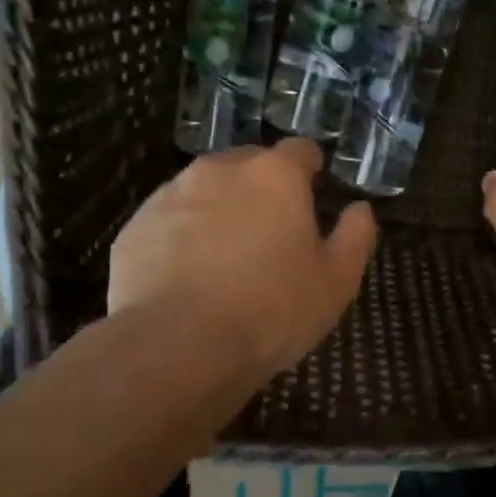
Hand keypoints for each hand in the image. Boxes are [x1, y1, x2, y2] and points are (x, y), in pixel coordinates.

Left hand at [108, 140, 376, 375]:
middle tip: (272, 233)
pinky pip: (170, 220)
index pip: (300, 150)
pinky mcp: (135, 226)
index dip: (310, 169)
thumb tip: (359, 209)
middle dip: (263, 188)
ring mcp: (171, 194)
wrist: (178, 346)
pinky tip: (189, 276)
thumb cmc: (272, 310)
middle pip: (250, 164)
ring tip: (226, 257)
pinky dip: (183, 235)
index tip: (314, 194)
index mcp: (276, 175)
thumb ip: (355, 236)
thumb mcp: (336, 281)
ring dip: (221, 209)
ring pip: (206, 189)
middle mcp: (221, 170)